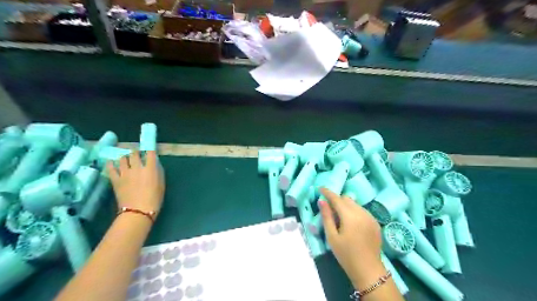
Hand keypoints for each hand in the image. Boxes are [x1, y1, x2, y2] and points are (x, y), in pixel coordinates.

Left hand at [107, 152, 164, 217]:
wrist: (138, 211)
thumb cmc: (154, 199)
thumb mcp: (161, 184)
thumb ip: (158, 173)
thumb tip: (155, 165)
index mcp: (151, 168)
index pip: (150, 154)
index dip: (150, 151)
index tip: (150, 151)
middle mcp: (137, 167)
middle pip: (134, 154)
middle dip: (136, 152)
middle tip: (136, 153)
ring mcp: (125, 173)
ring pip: (122, 159)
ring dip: (125, 157)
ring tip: (125, 158)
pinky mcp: (115, 179)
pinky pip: (111, 168)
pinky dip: (111, 164)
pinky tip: (111, 162)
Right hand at [318, 188, 385, 288]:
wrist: (368, 270)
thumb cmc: (346, 254)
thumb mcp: (332, 236)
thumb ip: (326, 216)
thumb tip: (321, 201)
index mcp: (350, 216)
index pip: (336, 198)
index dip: (327, 192)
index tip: (320, 188)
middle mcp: (362, 212)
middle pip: (347, 199)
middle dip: (337, 200)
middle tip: (329, 209)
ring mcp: (370, 217)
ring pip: (355, 204)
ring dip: (346, 206)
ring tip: (340, 218)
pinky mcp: (375, 223)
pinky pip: (362, 211)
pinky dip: (354, 211)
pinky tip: (351, 224)